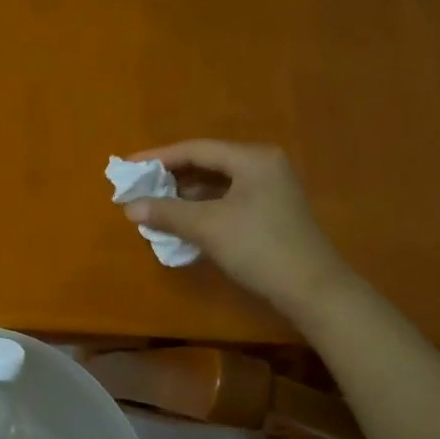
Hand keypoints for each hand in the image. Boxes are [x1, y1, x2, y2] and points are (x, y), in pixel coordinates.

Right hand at [124, 140, 350, 313]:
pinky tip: (182, 222)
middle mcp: (263, 166)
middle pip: (207, 164)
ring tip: (155, 205)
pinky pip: (228, 200)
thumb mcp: (207, 227)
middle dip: (171, 177)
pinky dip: (202, 208)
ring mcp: (270, 190)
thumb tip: (129, 207)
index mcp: (252, 159)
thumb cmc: (258, 248)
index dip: (158, 158)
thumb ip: (166, 212)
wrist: (311, 289)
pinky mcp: (271, 213)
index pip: (196, 149)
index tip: (128, 167)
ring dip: (185, 195)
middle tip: (139, 187)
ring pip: (217, 184)